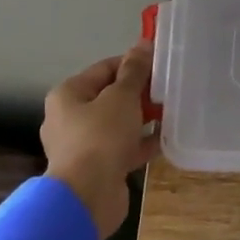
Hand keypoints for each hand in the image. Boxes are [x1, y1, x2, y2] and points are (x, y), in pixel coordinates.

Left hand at [41, 42, 158, 238]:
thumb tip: (142, 44)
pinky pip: (121, 148)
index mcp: (68, 94)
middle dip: (139, 94)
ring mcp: (81, 146)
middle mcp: (69, 118)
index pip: (104, 68)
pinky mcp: (96, 168)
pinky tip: (164, 141)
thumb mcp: (121, 97)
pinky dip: (140, 144)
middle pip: (110, 97)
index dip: (133, 65)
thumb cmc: (101, 137)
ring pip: (117, 125)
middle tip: (168, 91)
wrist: (88, 196)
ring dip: (141, 120)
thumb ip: (134, 71)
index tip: (161, 67)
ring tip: (170, 115)